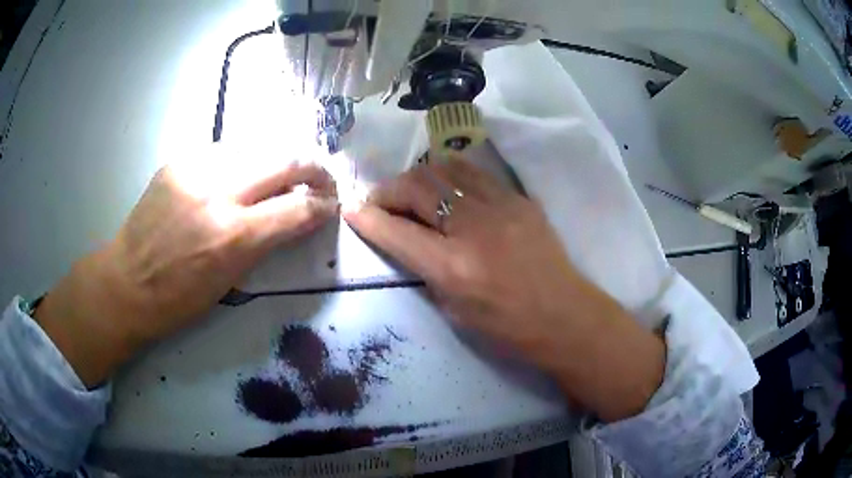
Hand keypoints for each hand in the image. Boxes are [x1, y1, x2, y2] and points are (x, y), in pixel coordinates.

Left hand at [35, 145, 338, 386]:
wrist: (127, 282)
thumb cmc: (179, 298)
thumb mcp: (231, 280)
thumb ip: (266, 240)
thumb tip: (296, 213)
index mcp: (232, 237)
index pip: (298, 207)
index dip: (323, 205)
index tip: (330, 205)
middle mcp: (217, 192)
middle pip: (285, 160)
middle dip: (314, 167)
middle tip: (320, 179)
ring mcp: (195, 169)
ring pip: (257, 148)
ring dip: (274, 164)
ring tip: (274, 181)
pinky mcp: (179, 160)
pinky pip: (224, 152)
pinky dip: (240, 164)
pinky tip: (234, 180)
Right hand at [344, 156, 664, 421]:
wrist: (564, 316)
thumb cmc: (507, 327)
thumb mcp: (454, 311)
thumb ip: (425, 270)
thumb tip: (404, 239)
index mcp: (453, 267)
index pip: (396, 230)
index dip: (367, 218)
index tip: (352, 210)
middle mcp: (473, 228)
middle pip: (416, 187)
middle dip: (388, 191)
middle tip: (382, 202)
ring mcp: (499, 206)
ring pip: (444, 168)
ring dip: (418, 177)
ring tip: (413, 192)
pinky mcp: (518, 198)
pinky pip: (474, 172)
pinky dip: (450, 174)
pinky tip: (447, 187)